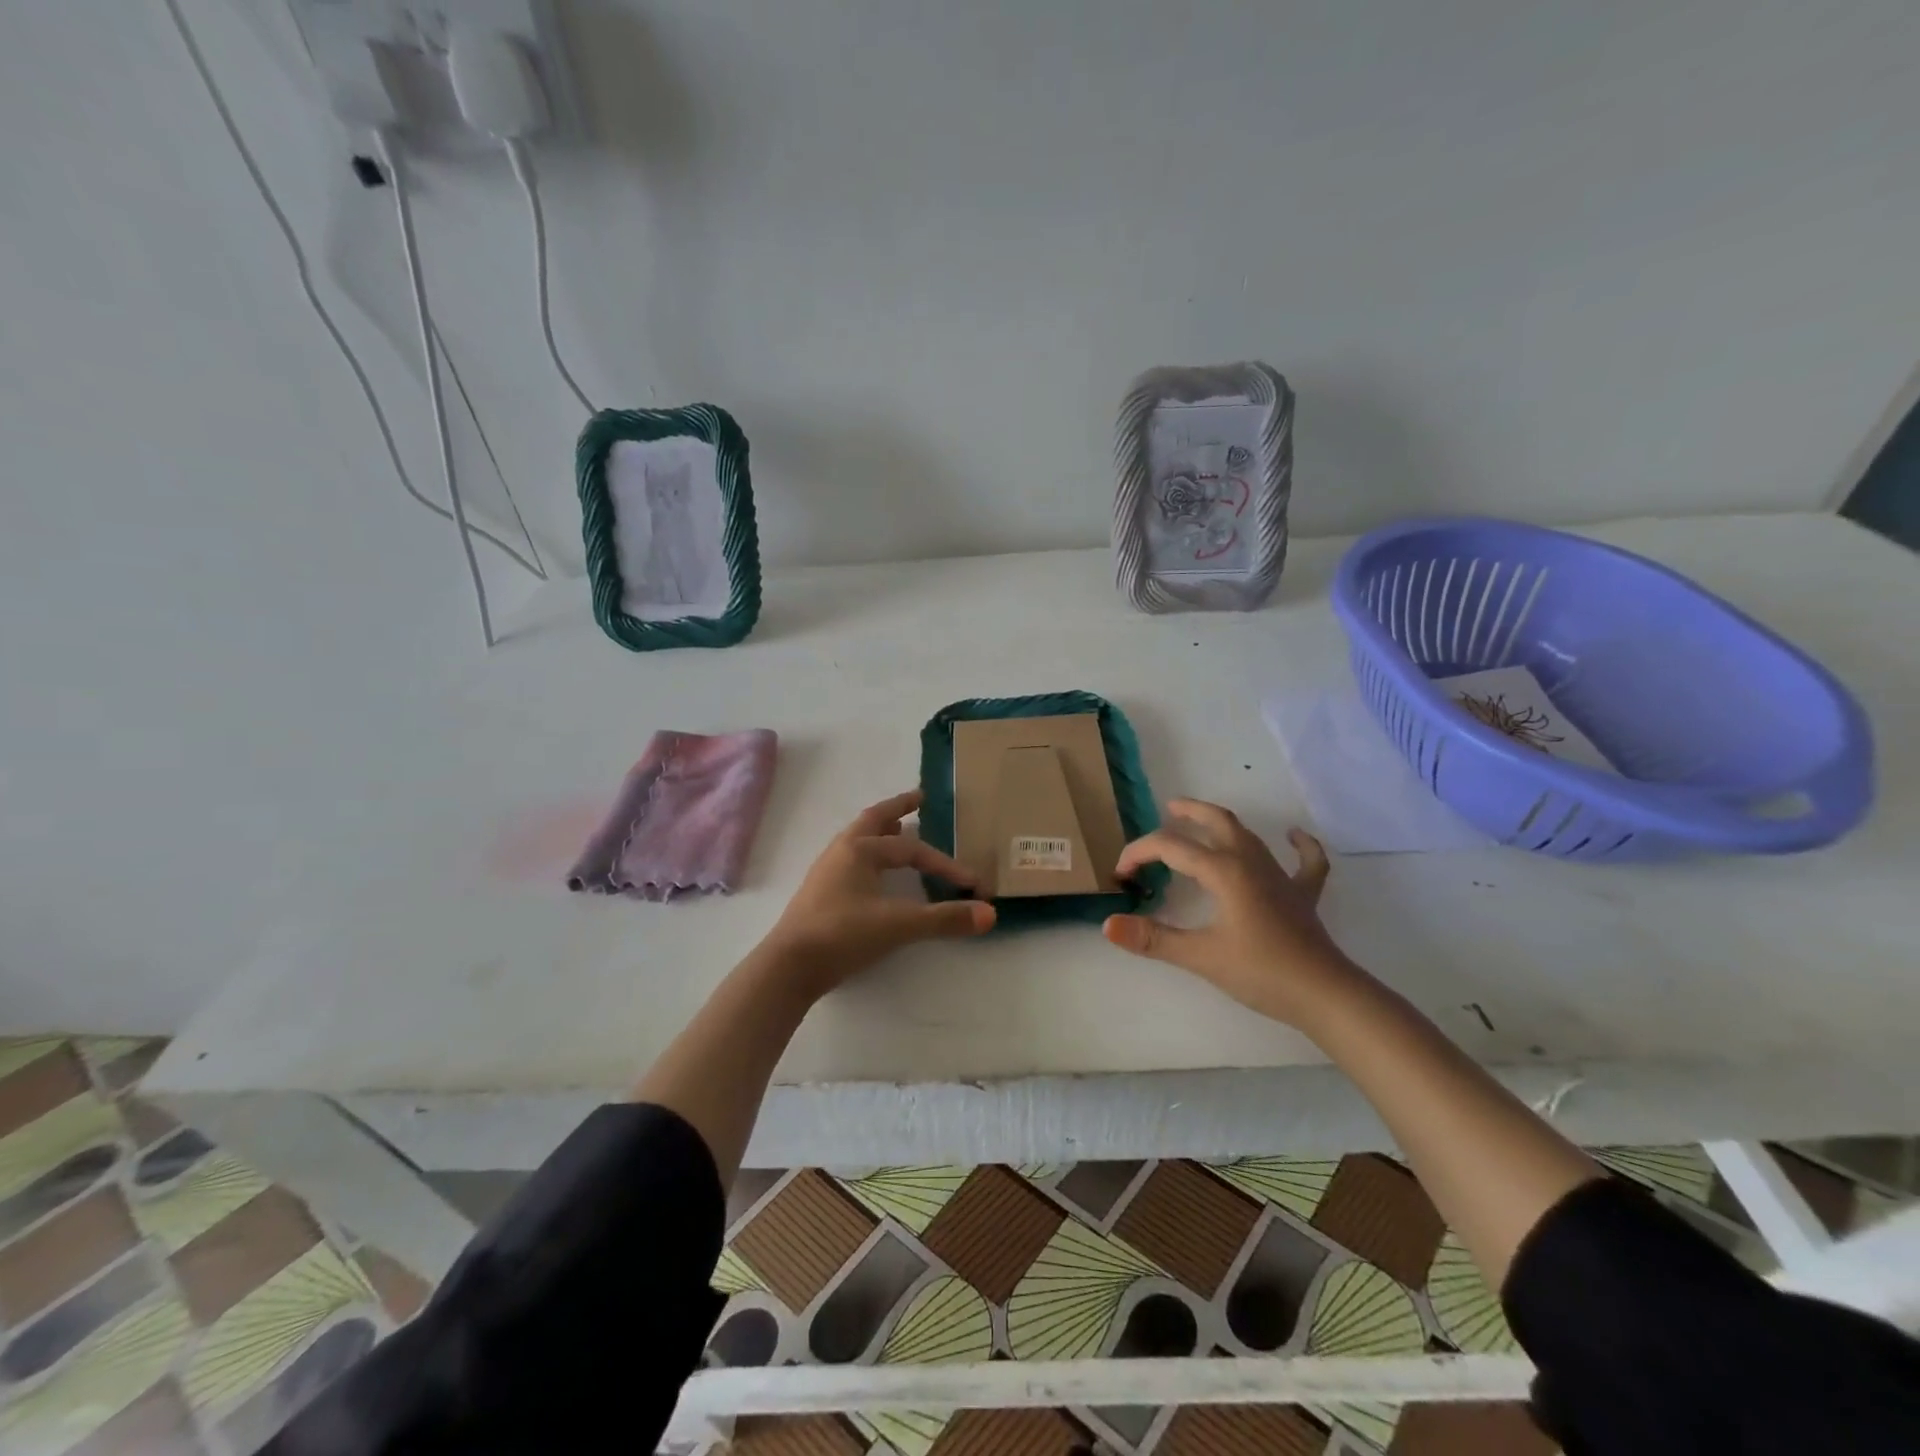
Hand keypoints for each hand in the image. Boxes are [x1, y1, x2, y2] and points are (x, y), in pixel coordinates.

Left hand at [758, 789, 994, 995]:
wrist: (789, 967)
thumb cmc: (843, 935)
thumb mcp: (900, 926)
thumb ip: (944, 919)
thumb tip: (990, 914)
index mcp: (860, 849)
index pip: (912, 850)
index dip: (945, 865)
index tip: (971, 884)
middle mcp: (841, 851)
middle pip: (874, 820)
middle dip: (899, 808)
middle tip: (920, 797)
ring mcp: (827, 871)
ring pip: (858, 839)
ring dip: (881, 830)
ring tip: (898, 827)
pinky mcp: (820, 893)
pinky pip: (850, 860)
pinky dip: (869, 853)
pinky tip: (874, 872)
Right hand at [1103, 800, 1351, 1026]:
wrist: (1325, 995)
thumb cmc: (1260, 972)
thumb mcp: (1200, 956)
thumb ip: (1152, 939)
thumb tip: (1108, 924)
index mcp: (1223, 870)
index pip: (1170, 847)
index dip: (1139, 854)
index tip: (1121, 875)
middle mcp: (1250, 862)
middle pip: (1217, 822)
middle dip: (1189, 812)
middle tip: (1168, 810)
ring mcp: (1281, 876)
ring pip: (1248, 836)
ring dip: (1222, 824)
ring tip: (1202, 822)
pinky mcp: (1302, 895)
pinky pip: (1305, 861)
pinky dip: (1299, 845)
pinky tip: (1294, 836)